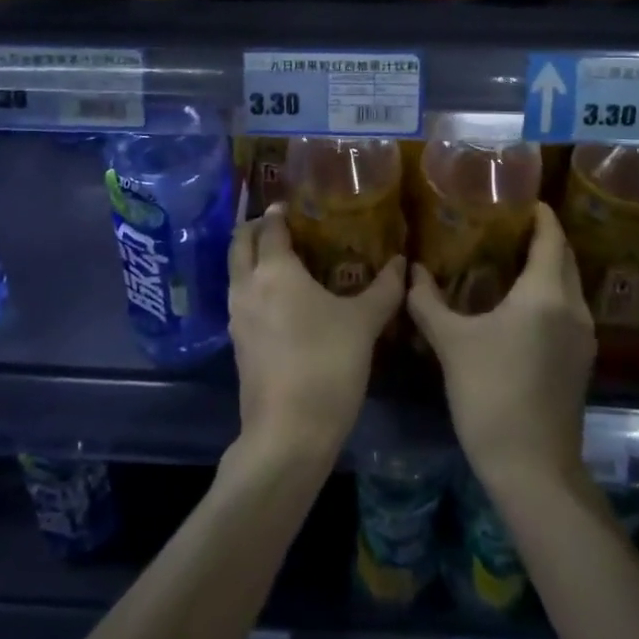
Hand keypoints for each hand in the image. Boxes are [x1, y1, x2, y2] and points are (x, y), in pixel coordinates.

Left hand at [228, 204, 404, 467]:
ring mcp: (236, 316)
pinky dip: (252, 285)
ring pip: (235, 271)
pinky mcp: (236, 343)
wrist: (288, 433)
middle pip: (240, 243)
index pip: (269, 227)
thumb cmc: (327, 365)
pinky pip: (240, 298)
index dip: (277, 213)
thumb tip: (403, 262)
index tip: (290, 205)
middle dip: (255, 228)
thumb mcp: (363, 324)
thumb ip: (384, 289)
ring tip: (280, 258)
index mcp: (274, 270)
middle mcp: (247, 285)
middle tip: (279, 224)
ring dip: (250, 257)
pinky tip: (278, 299)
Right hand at [407, 203, 593, 494]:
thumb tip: (411, 271)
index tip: (522, 197)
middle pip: (565, 259)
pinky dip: (549, 294)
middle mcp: (572, 309)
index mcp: (546, 295)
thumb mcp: (451, 343)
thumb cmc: (490, 393)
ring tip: (510, 258)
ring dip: (547, 267)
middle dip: (543, 237)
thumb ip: (428, 301)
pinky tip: (519, 304)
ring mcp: (583, 339)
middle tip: (508, 223)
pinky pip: (567, 311)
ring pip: (569, 286)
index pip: (551, 238)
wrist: (532, 469)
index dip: (541, 214)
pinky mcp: (580, 363)